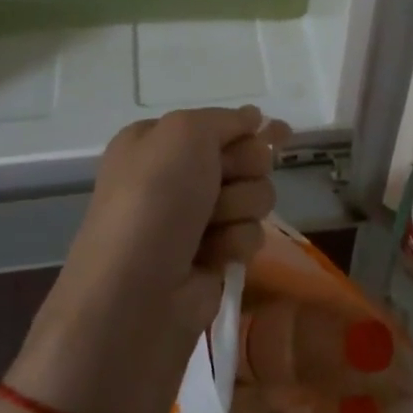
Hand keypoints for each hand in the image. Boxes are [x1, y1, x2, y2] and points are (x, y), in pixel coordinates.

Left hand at [9, 107, 288, 412]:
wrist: (135, 295)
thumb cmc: (154, 200)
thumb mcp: (184, 133)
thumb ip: (224, 119)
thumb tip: (254, 117)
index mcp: (157, 142)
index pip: (220, 124)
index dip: (247, 130)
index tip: (276, 133)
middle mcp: (175, 177)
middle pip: (245, 158)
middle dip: (243, 169)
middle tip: (221, 183)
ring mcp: (194, 220)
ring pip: (254, 196)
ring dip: (239, 208)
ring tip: (210, 227)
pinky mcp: (212, 258)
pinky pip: (249, 235)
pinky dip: (235, 242)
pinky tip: (212, 257)